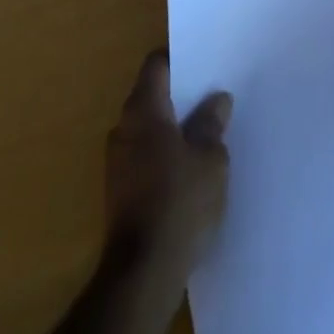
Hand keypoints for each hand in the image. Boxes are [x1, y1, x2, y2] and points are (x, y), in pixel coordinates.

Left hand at [103, 51, 232, 282]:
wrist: (142, 274)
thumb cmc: (179, 203)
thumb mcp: (210, 160)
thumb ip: (212, 124)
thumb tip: (216, 99)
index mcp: (143, 109)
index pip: (157, 64)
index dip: (180, 59)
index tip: (205, 63)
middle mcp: (123, 126)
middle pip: (152, 95)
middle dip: (181, 96)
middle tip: (213, 98)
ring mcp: (117, 160)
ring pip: (149, 128)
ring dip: (173, 128)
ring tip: (207, 134)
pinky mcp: (120, 190)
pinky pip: (145, 155)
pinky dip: (165, 154)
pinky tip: (190, 171)